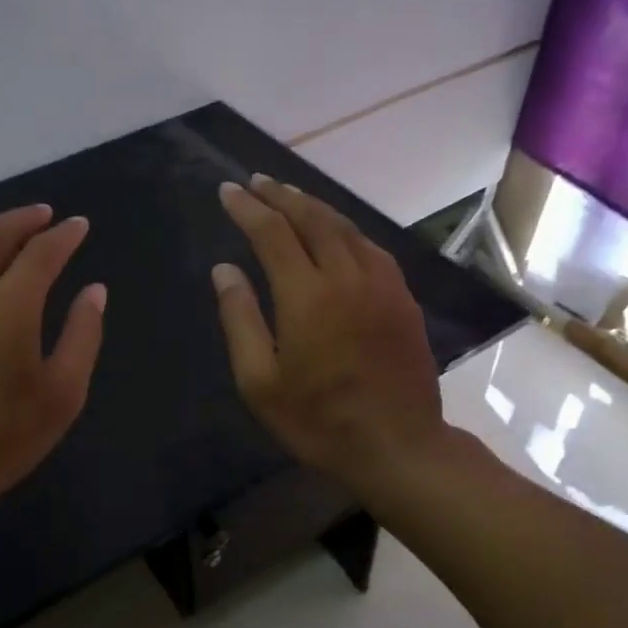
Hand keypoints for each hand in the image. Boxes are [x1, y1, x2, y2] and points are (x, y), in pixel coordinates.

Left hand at [0, 204, 106, 510]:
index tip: (80, 225)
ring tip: (7, 231)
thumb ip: (83, 334)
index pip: (41, 253)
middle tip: (45, 214)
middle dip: (24, 219)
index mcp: (9, 307)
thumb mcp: (63, 392)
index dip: (64, 235)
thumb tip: (94, 289)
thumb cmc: (5, 437)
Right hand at [212, 176, 446, 486]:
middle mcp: (346, 277)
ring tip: (290, 196)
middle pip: (312, 218)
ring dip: (314, 206)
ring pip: (345, 227)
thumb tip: (225, 270)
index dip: (247, 208)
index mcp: (307, 296)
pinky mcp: (403, 298)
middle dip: (281, 195)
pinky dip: (346, 230)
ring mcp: (381, 284)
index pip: (272, 233)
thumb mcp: (260, 381)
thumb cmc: (318, 420)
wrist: (398, 445)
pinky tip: (337, 234)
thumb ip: (240, 319)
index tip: (228, 191)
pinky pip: (371, 248)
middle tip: (257, 182)